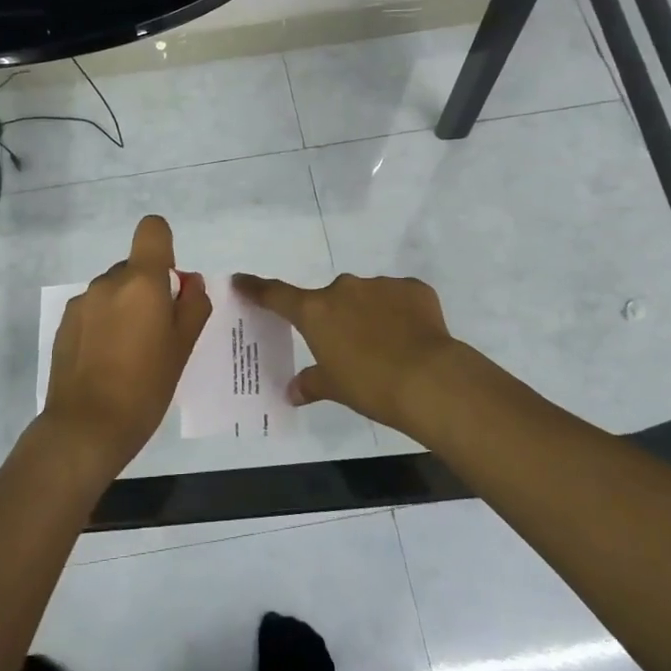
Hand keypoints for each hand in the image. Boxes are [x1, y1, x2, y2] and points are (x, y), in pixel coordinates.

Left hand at [41, 215, 212, 475]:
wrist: (87, 427)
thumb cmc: (146, 386)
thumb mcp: (183, 347)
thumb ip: (193, 306)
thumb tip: (190, 283)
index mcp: (142, 281)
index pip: (152, 229)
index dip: (164, 246)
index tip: (170, 283)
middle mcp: (109, 281)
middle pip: (134, 266)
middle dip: (148, 289)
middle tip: (157, 333)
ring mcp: (82, 302)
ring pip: (113, 290)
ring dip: (125, 308)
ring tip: (130, 353)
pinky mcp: (64, 323)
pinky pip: (94, 310)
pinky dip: (104, 324)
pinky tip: (106, 361)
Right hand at [230, 272, 469, 435]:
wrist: (430, 379)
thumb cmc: (370, 386)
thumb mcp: (335, 388)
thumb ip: (311, 383)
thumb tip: (292, 391)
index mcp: (315, 311)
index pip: (276, 295)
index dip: (257, 289)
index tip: (241, 280)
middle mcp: (343, 289)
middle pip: (329, 299)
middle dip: (335, 318)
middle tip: (349, 348)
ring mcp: (380, 285)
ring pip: (366, 297)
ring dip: (368, 315)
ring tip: (387, 347)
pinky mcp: (413, 288)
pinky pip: (399, 297)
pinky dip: (400, 313)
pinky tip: (412, 338)